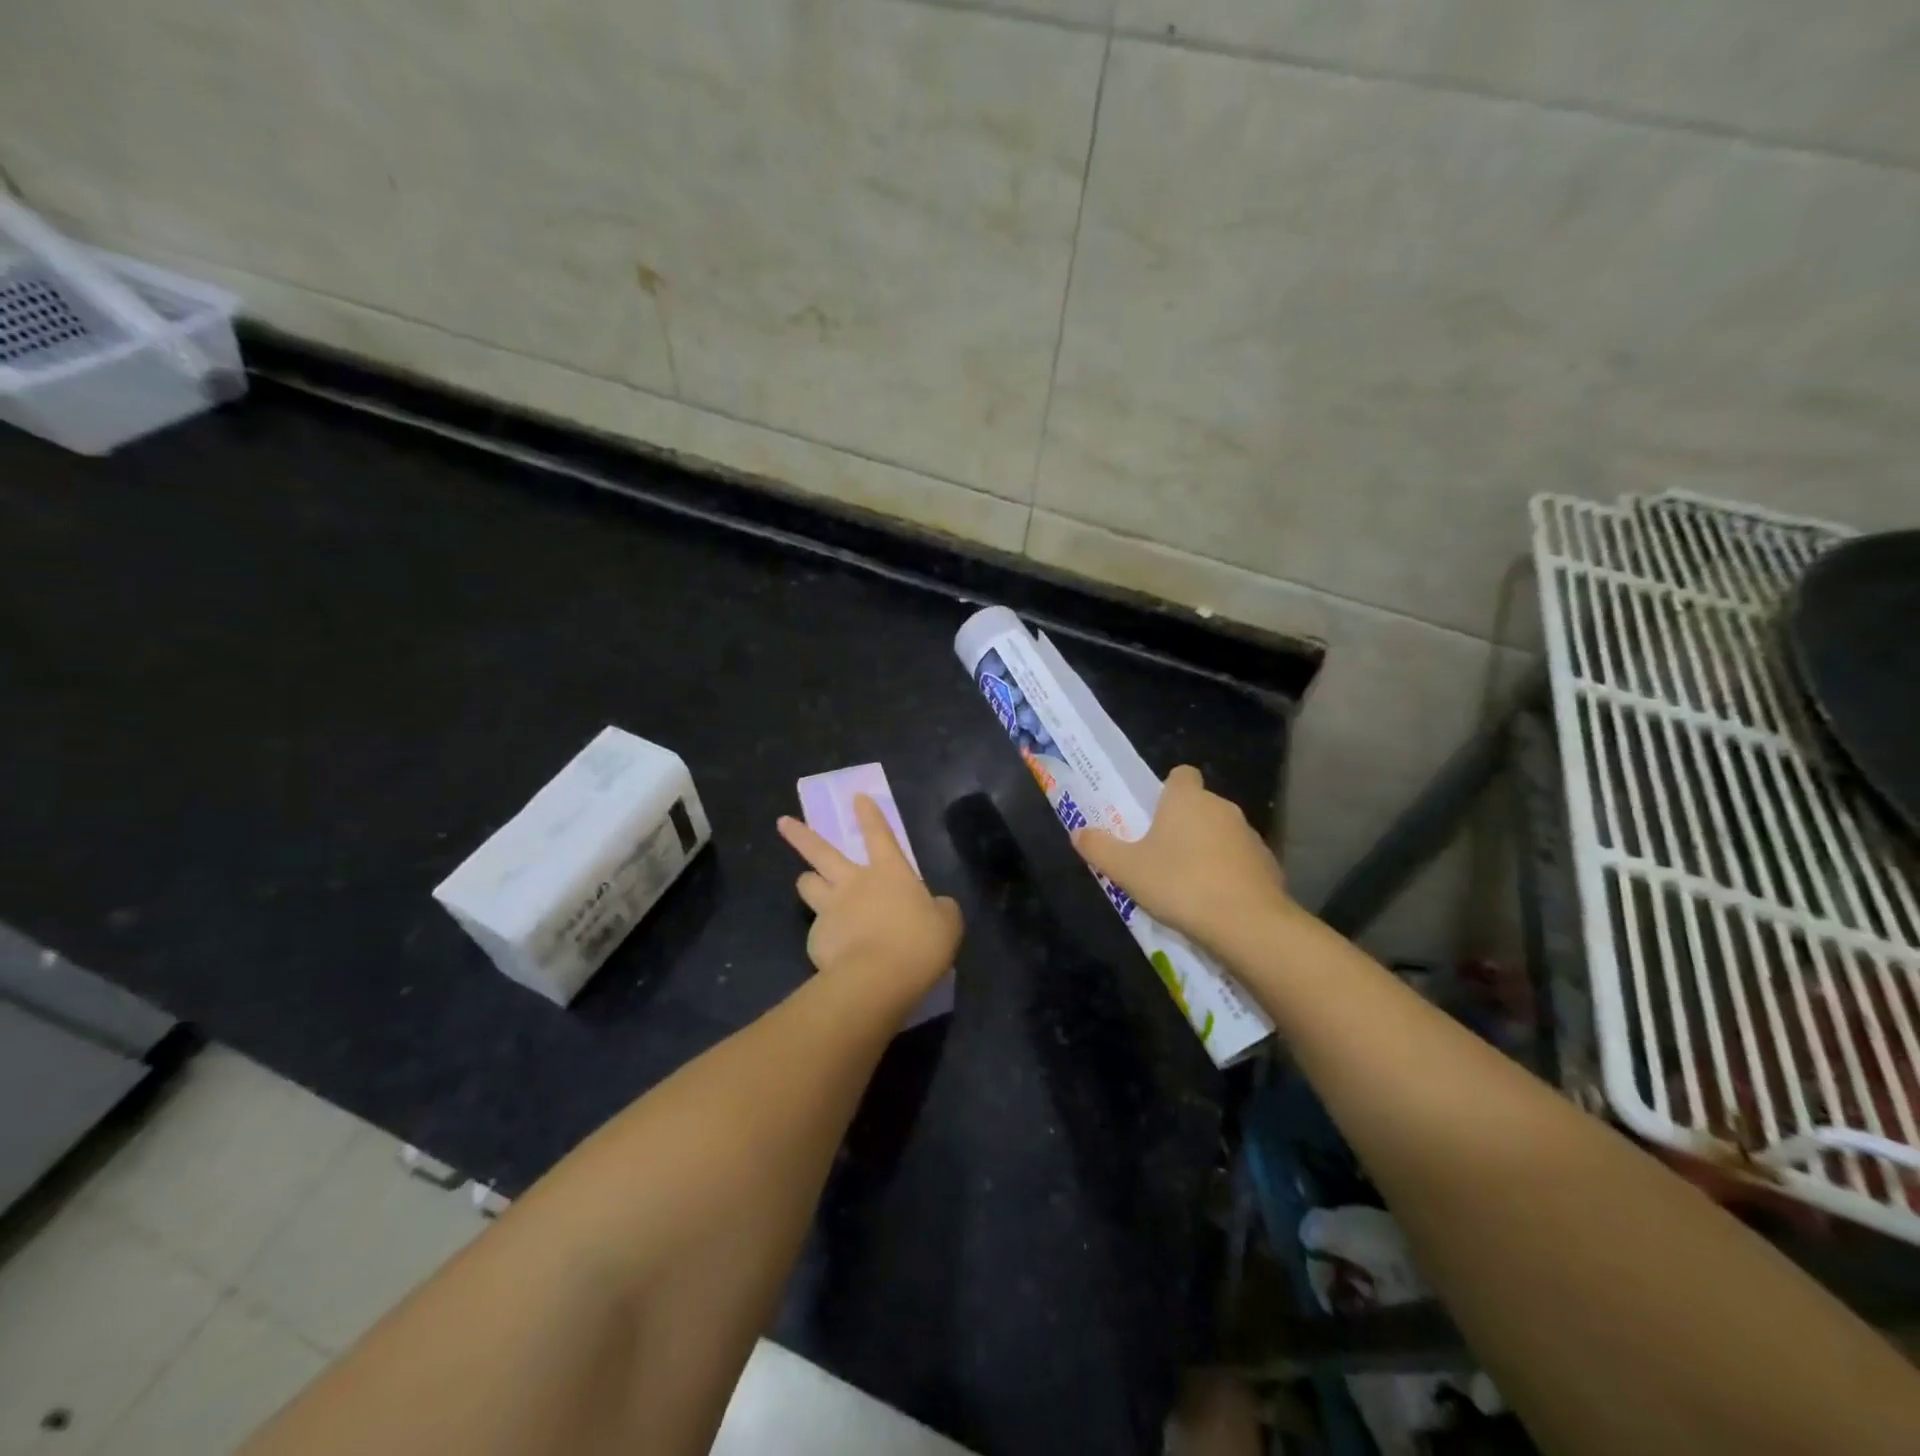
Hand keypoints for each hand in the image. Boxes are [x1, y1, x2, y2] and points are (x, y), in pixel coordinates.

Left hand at [776, 796, 962, 1013]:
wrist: (878, 979)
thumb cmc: (919, 944)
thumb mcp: (947, 923)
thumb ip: (940, 910)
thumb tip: (937, 908)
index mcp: (890, 872)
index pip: (879, 834)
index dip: (870, 815)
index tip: (857, 797)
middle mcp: (854, 882)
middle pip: (821, 851)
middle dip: (800, 834)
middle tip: (783, 822)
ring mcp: (830, 909)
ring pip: (807, 884)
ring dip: (808, 882)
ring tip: (809, 884)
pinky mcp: (815, 939)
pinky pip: (816, 931)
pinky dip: (824, 936)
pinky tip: (834, 952)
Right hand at [1072, 765, 1291, 954]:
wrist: (1247, 923)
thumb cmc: (1179, 884)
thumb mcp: (1126, 869)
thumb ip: (1099, 848)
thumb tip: (1078, 832)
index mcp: (1187, 799)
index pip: (1181, 774)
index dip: (1168, 790)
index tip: (1154, 814)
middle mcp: (1221, 807)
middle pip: (1199, 806)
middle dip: (1182, 825)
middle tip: (1159, 855)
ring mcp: (1249, 835)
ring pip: (1221, 834)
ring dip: (1206, 850)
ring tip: (1186, 884)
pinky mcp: (1268, 864)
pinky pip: (1240, 861)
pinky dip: (1228, 873)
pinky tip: (1214, 902)